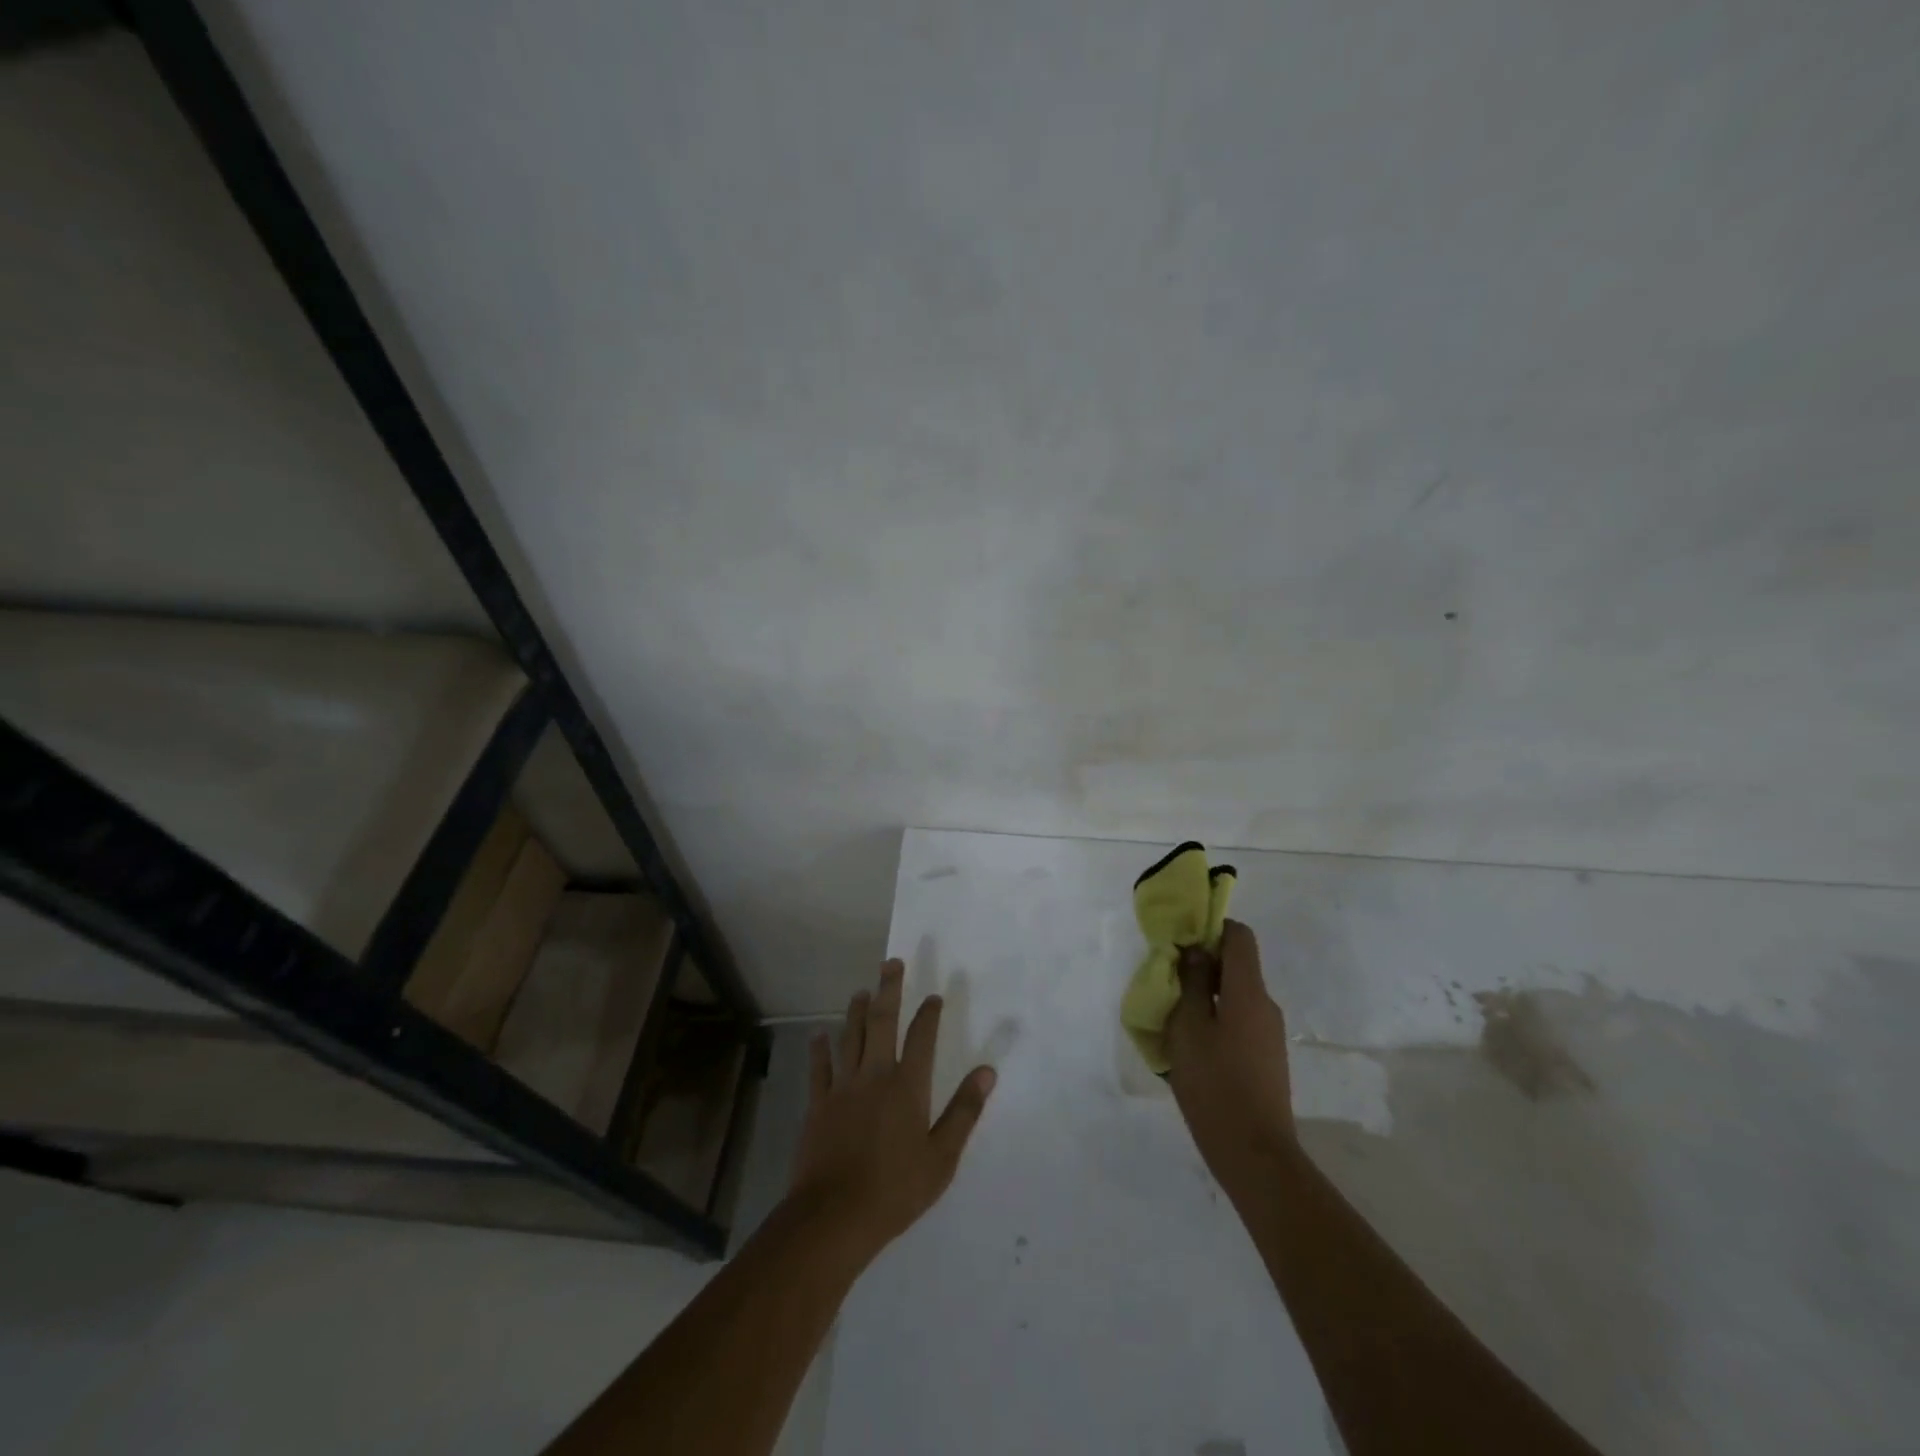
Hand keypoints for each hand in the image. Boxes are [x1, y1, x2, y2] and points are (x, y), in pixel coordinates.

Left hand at [785, 959, 995, 1266]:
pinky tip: (818, 1035)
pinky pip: (819, 1068)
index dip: (928, 1014)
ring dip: (856, 1011)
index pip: (921, 1038)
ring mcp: (843, 1088)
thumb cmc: (895, 1190)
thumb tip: (987, 1071)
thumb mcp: (942, 1157)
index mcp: (907, 1087)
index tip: (934, 996)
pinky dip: (819, 1049)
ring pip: (850, 1037)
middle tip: (892, 963)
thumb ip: (964, 1111)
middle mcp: (875, 1076)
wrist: (834, 1216)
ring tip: (862, 991)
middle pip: (882, 1023)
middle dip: (889, 990)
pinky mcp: (818, 1105)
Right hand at [1165, 921, 1296, 1186]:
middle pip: (1237, 966)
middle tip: (1167, 979)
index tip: (1181, 940)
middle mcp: (1265, 1006)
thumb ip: (1190, 983)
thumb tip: (1195, 951)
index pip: (1239, 936)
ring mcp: (1269, 1034)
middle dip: (1202, 964)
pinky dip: (1215, 1020)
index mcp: (1248, 991)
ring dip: (1206, 995)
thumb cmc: (1215, 1084)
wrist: (1255, 1155)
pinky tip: (1192, 1047)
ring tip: (1173, 1016)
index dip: (1211, 928)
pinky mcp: (1266, 1059)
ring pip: (1235, 996)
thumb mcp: (1188, 1028)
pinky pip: (1239, 1022)